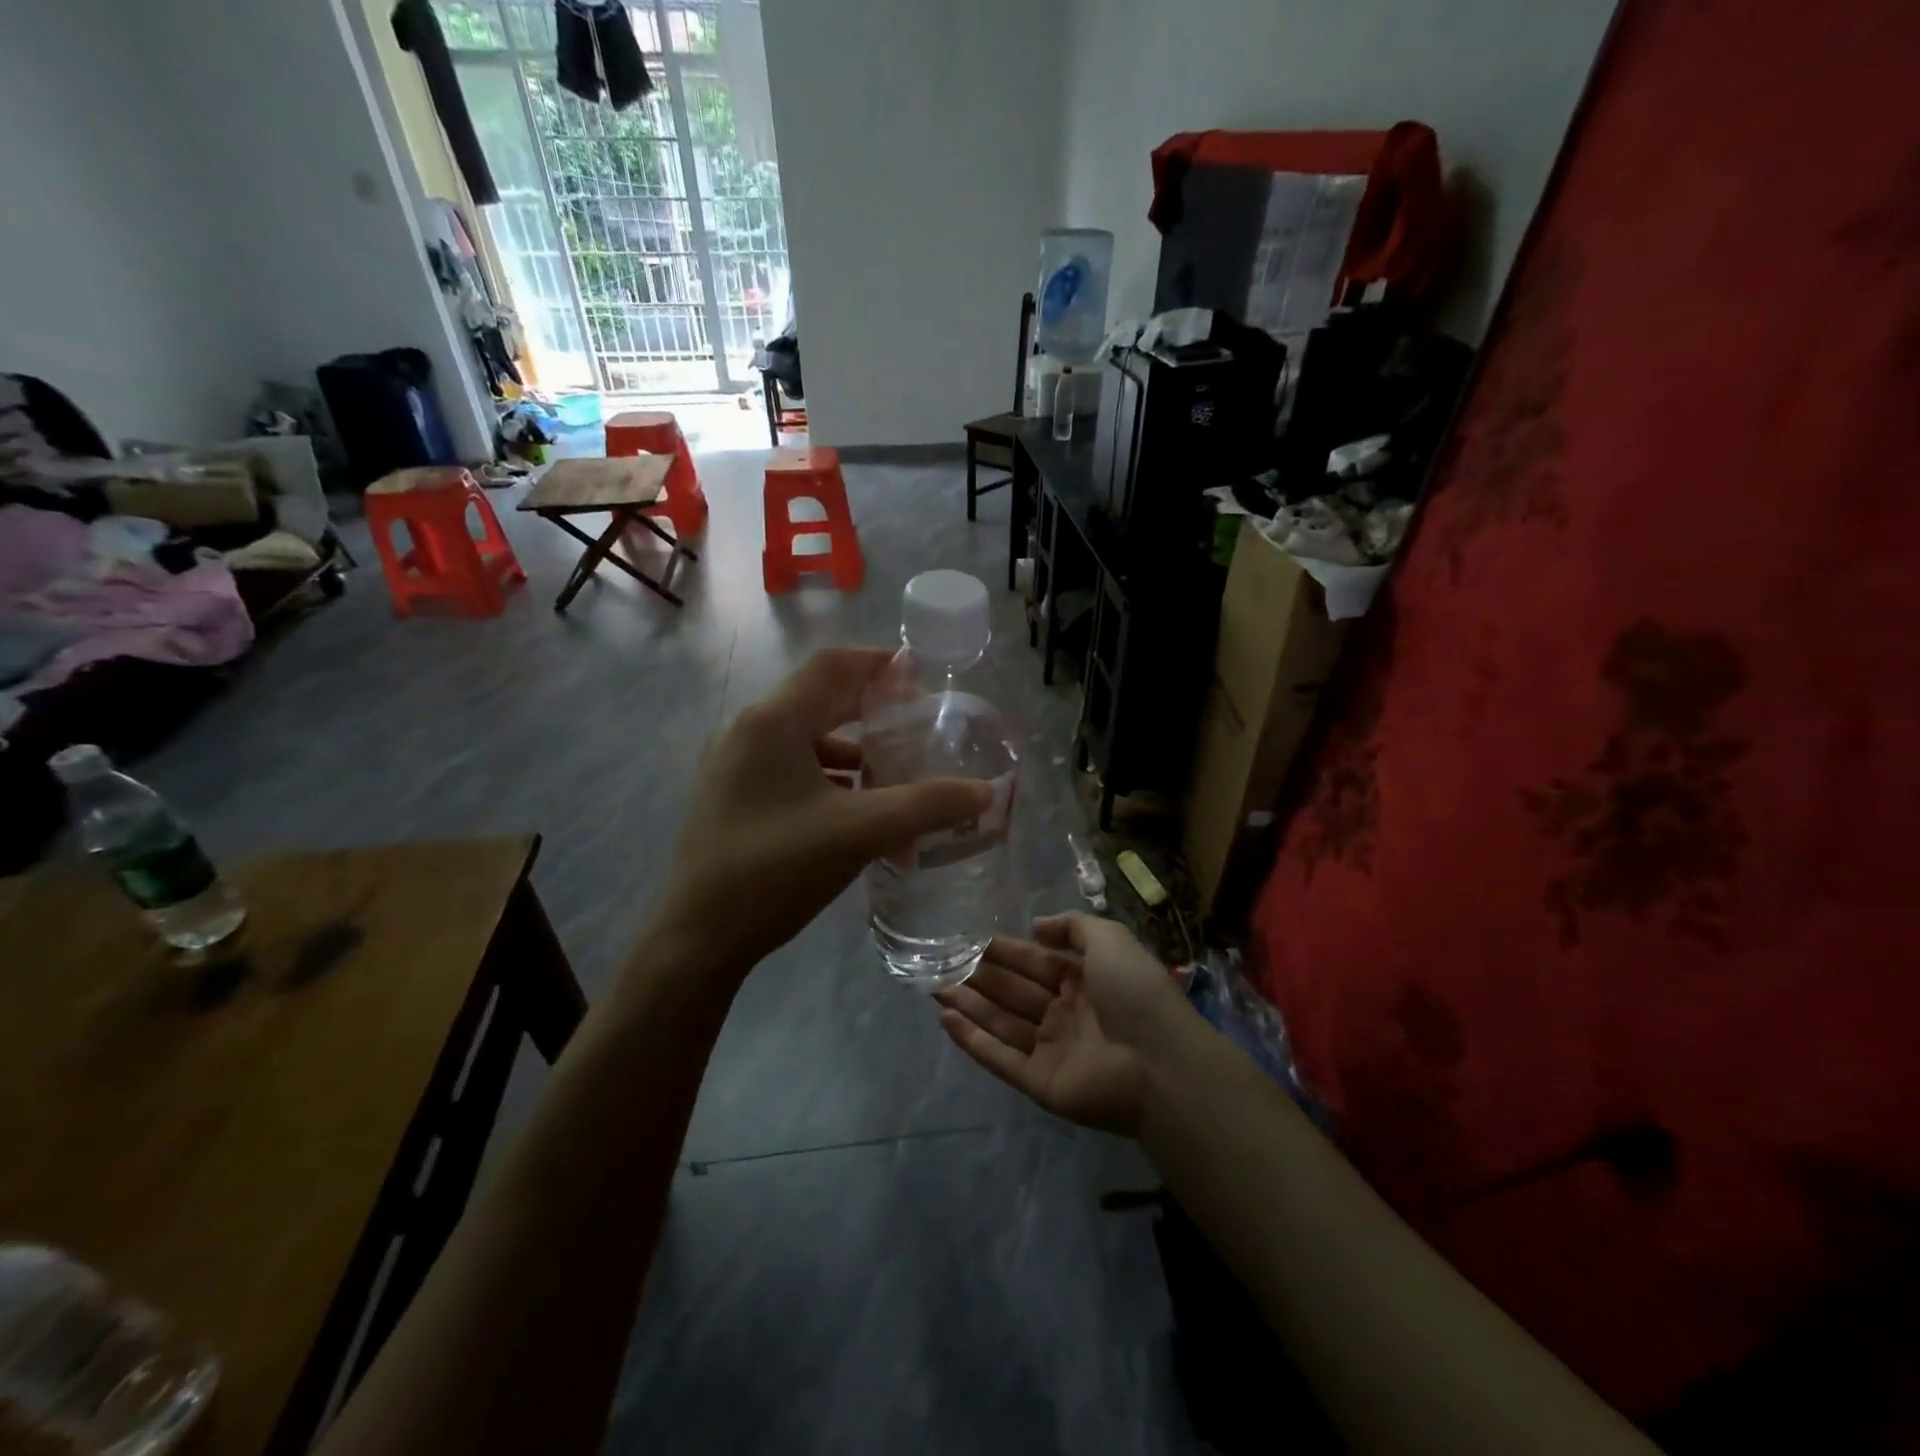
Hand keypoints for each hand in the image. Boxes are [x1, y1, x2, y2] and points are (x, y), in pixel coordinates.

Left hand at [648, 648, 993, 979]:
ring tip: (892, 769)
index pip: (833, 666)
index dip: (879, 663)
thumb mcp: (860, 832)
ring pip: (804, 736)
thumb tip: (983, 792)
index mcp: (773, 722)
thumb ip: (926, 806)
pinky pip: (789, 767)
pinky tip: (854, 806)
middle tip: (917, 721)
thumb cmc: (776, 870)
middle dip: (870, 707)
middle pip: (818, 698)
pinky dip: (827, 774)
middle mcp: (748, 731)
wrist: (698, 938)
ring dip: (850, 746)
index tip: (922, 677)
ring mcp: (734, 765)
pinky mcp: (732, 796)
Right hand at [935, 914, 1196, 1136]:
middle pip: (1013, 992)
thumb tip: (1036, 926)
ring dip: (969, 1005)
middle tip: (940, 963)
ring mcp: (1052, 1050)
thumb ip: (1073, 926)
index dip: (1004, 951)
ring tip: (934, 987)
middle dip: (978, 977)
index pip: (1034, 962)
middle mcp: (1065, 1013)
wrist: (1161, 1063)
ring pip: (1001, 1022)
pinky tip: (946, 1021)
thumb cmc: (1135, 992)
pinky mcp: (1040, 1083)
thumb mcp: (1110, 939)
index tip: (969, 941)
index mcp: (1083, 981)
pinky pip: (1000, 1058)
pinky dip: (973, 1041)